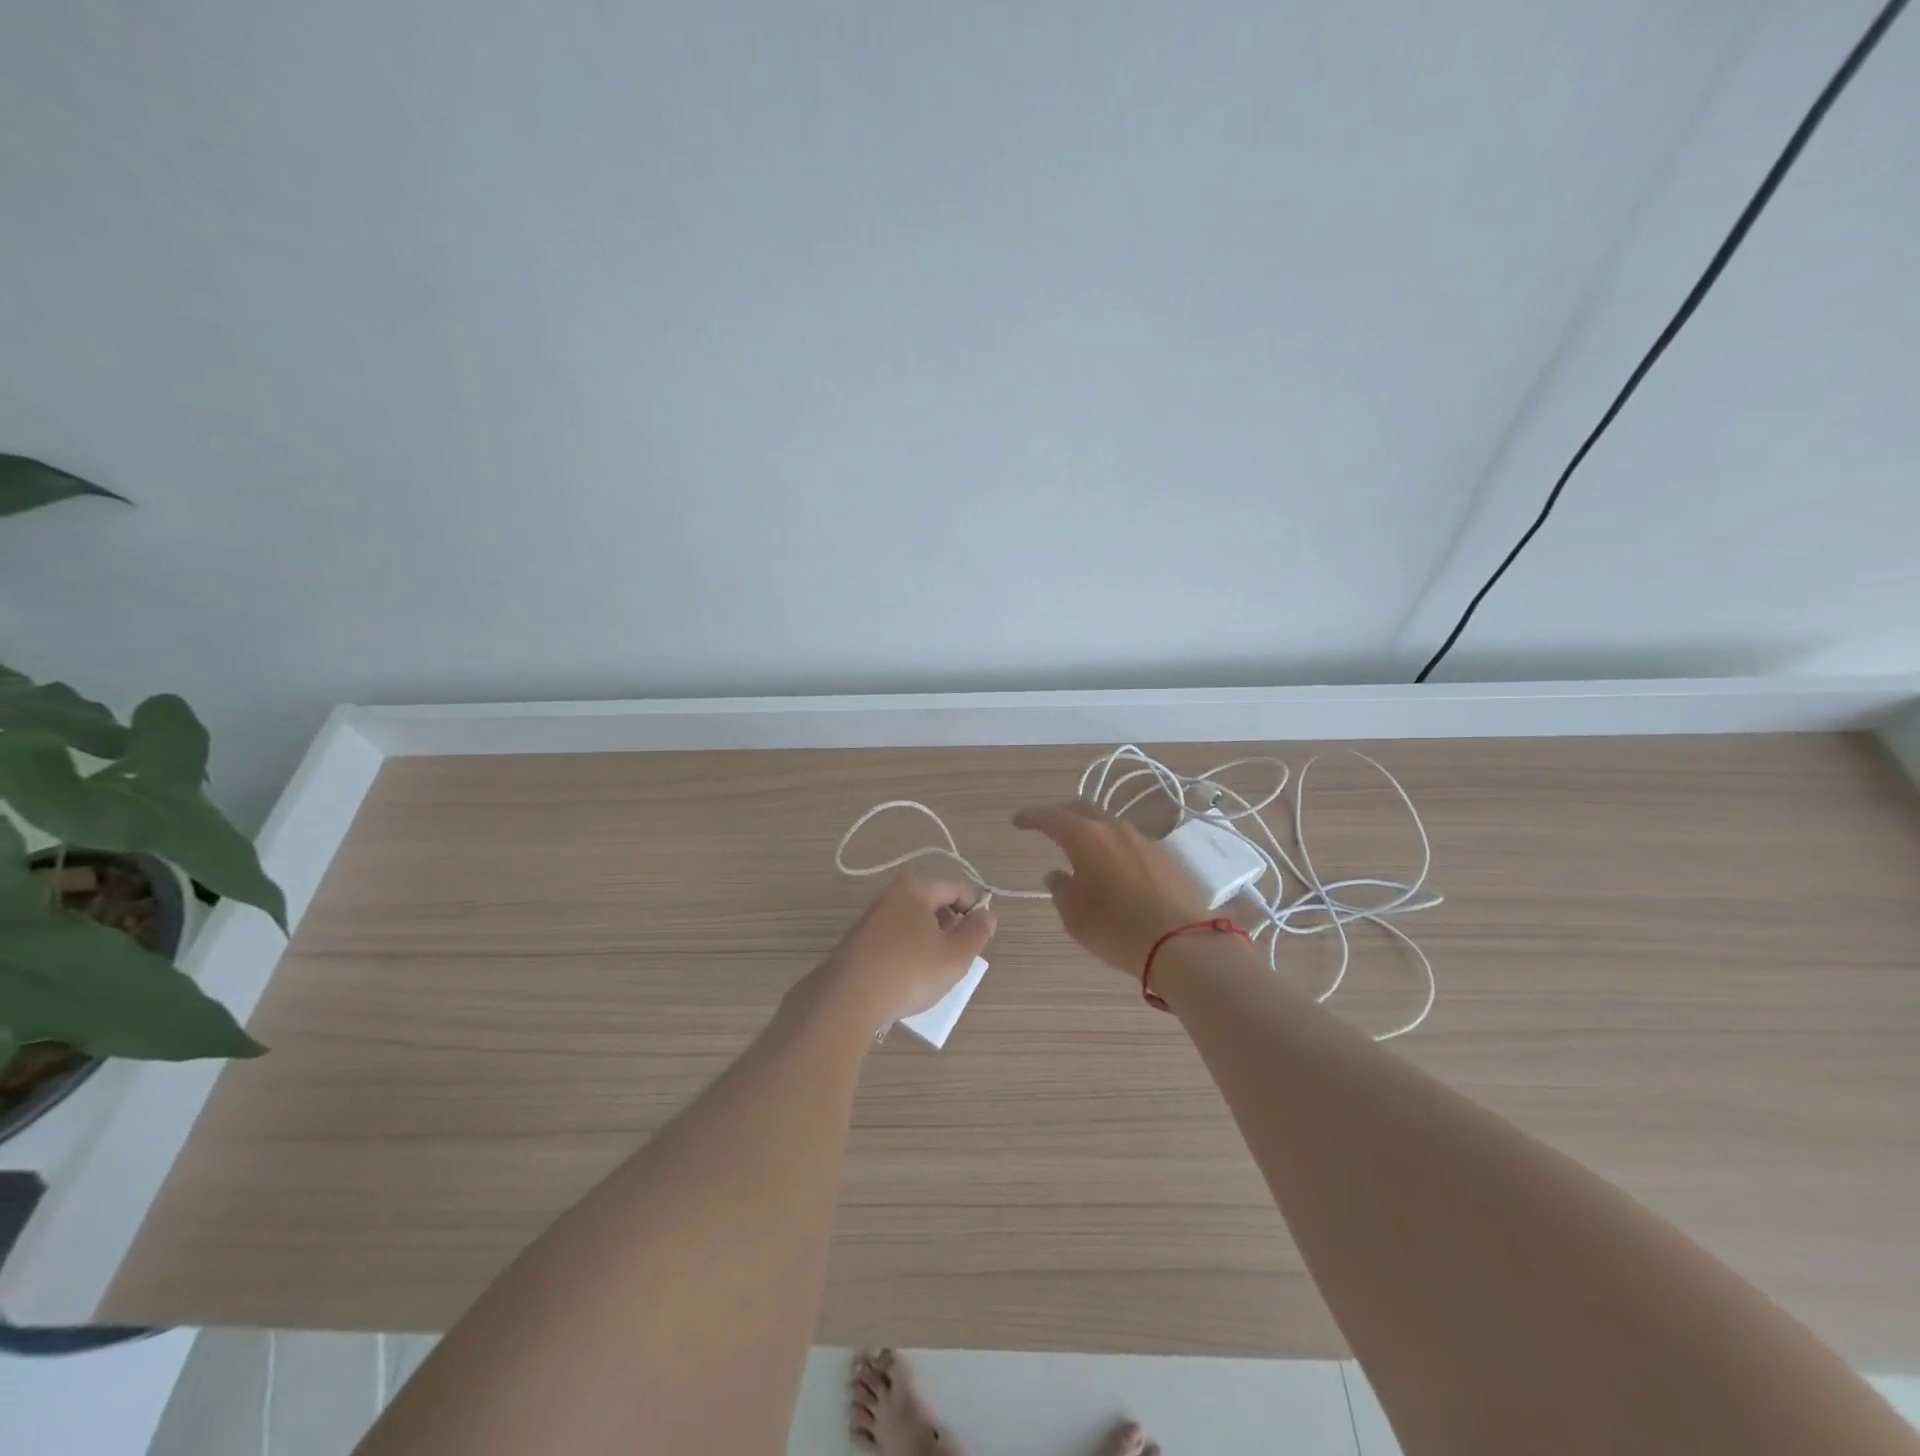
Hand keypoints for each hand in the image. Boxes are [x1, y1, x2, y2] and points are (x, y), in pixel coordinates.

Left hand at [811, 875, 996, 1030]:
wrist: (846, 1000)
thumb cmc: (908, 972)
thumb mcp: (955, 955)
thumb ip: (977, 932)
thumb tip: (986, 915)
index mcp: (916, 888)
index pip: (958, 888)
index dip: (975, 912)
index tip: (977, 942)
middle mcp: (892, 894)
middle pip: (936, 903)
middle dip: (952, 928)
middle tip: (956, 959)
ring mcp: (873, 917)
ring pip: (916, 923)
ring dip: (931, 943)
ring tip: (933, 973)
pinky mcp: (861, 941)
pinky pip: (897, 939)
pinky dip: (910, 953)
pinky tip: (909, 979)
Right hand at [1012, 801, 1210, 975]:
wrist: (1183, 942)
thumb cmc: (1117, 929)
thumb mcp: (1075, 916)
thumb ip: (1061, 890)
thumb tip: (1056, 875)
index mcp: (1085, 837)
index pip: (1051, 817)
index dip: (1031, 816)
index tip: (1017, 821)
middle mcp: (1113, 828)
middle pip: (1081, 810)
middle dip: (1061, 815)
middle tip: (1046, 826)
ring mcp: (1142, 839)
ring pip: (1108, 823)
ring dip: (1089, 830)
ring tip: (1080, 847)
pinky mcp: (1164, 855)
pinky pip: (1129, 840)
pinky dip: (1112, 845)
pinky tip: (1111, 863)